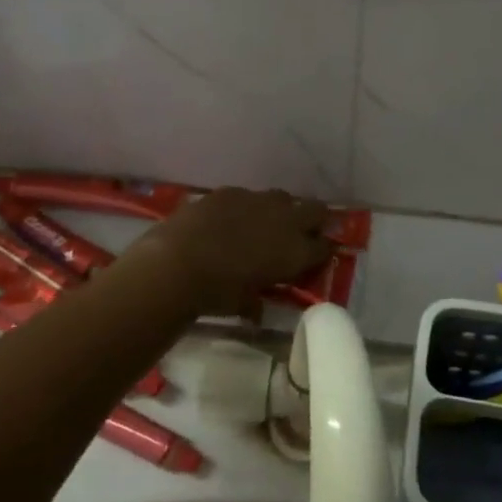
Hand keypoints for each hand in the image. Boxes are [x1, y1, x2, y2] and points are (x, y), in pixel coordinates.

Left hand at [138, 187, 331, 316]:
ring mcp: (257, 200)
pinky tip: (228, 220)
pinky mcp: (230, 191)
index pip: (324, 247)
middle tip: (299, 234)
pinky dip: (244, 207)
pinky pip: (247, 196)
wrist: (177, 263)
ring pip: (282, 198)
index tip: (314, 258)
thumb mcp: (244, 304)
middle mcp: (285, 220)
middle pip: (316, 210)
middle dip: (312, 220)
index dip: (321, 251)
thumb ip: (257, 302)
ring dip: (279, 210)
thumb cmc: (217, 293)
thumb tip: (257, 310)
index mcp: (296, 251)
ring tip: (262, 225)